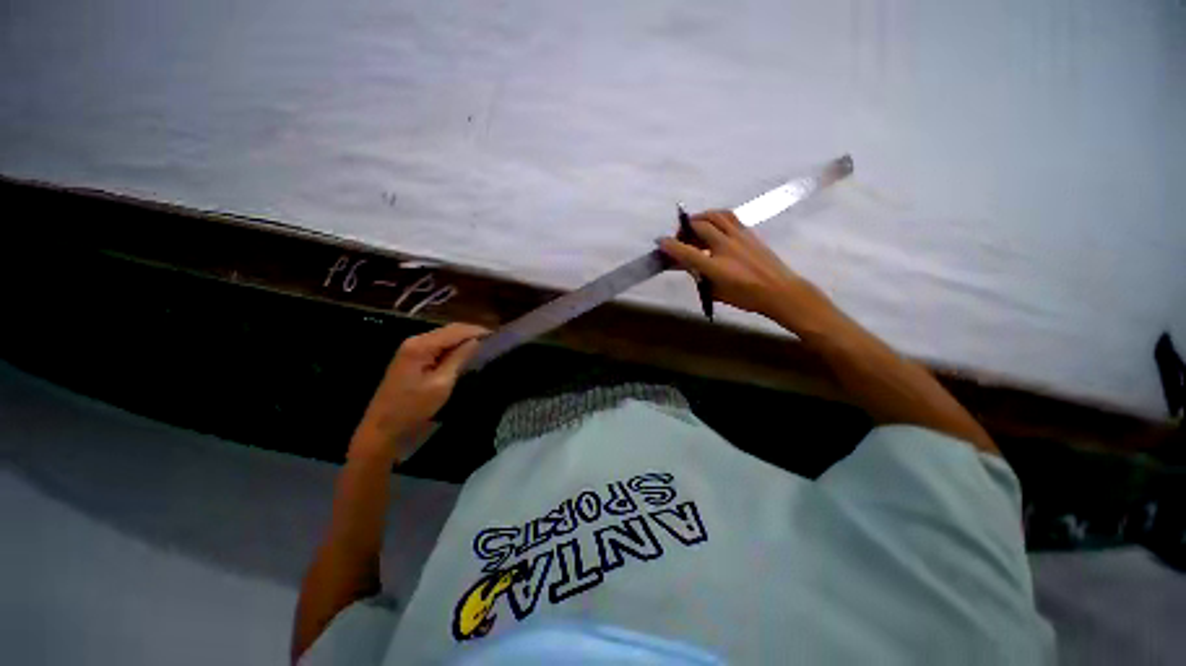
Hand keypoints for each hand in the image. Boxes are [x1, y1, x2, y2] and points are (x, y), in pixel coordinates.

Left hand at [350, 323, 487, 458]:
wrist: (382, 430)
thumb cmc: (412, 409)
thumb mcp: (441, 384)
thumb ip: (459, 358)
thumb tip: (477, 341)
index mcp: (421, 345)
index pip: (456, 330)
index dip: (478, 331)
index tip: (499, 336)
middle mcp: (415, 341)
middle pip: (450, 330)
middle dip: (472, 333)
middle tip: (495, 342)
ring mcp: (412, 349)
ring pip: (445, 337)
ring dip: (464, 340)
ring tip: (486, 347)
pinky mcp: (412, 359)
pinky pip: (438, 347)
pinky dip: (454, 348)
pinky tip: (467, 354)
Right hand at [658, 210, 834, 332]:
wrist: (779, 290)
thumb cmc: (746, 297)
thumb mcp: (716, 292)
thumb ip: (699, 277)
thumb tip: (687, 265)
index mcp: (716, 267)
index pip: (686, 252)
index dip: (670, 246)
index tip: (660, 241)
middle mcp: (725, 247)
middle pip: (699, 227)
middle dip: (684, 229)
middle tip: (680, 238)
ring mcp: (738, 236)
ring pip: (714, 216)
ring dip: (700, 218)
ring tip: (694, 226)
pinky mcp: (748, 232)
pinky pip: (728, 216)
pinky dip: (715, 217)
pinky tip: (713, 224)